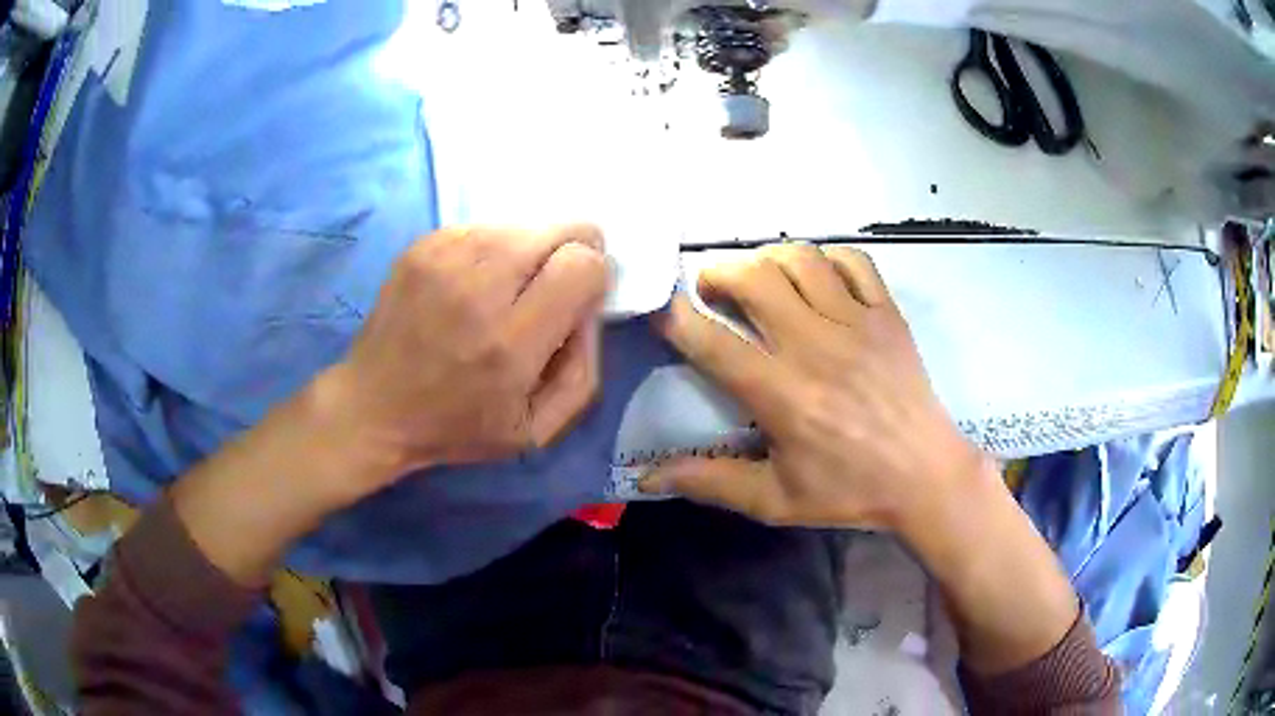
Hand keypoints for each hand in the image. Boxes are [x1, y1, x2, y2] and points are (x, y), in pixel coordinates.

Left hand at [327, 224, 608, 492]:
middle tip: (551, 287)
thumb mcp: (536, 430)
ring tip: (507, 290)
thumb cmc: (457, 426)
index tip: (579, 298)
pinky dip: (493, 249)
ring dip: (529, 252)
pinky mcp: (422, 246)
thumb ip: (583, 371)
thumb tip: (590, 306)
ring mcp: (444, 259)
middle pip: (558, 231)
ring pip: (522, 225)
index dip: (595, 275)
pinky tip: (474, 283)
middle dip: (571, 253)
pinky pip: (484, 227)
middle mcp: (478, 289)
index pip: (582, 265)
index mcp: (510, 343)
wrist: (373, 407)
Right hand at [642, 243, 987, 531]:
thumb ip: (711, 482)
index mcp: (782, 395)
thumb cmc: (850, 491)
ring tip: (760, 277)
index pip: (712, 341)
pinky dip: (827, 259)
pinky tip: (818, 277)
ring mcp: (856, 322)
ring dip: (767, 258)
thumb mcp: (775, 500)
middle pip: (754, 278)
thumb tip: (648, 477)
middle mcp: (814, 346)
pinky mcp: (887, 314)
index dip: (675, 317)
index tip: (662, 309)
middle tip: (712, 289)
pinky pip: (854, 261)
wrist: (925, 476)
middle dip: (718, 273)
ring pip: (800, 258)